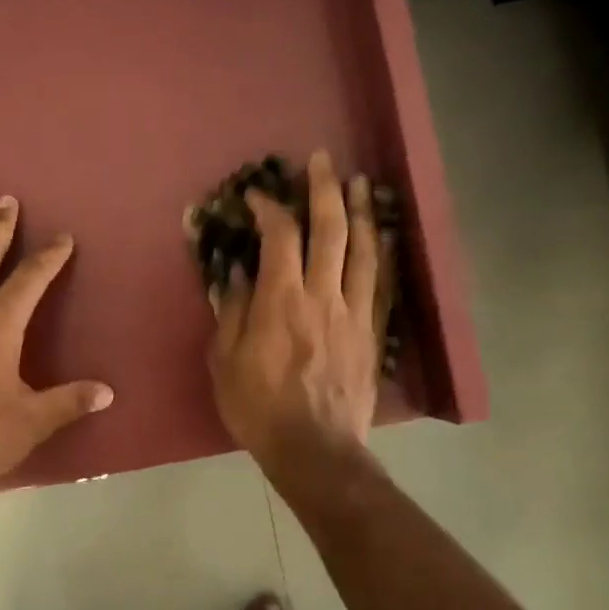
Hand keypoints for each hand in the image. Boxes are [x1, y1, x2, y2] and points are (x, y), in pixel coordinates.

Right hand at [209, 150, 387, 478]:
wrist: (315, 449)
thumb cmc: (259, 408)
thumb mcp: (225, 362)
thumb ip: (232, 312)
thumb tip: (237, 273)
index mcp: (281, 301)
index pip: (279, 237)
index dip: (269, 208)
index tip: (257, 196)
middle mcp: (322, 295)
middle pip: (330, 230)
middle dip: (324, 190)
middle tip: (322, 160)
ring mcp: (353, 312)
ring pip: (363, 249)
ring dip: (361, 211)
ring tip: (360, 182)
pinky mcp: (372, 332)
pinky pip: (380, 283)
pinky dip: (382, 252)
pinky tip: (383, 235)